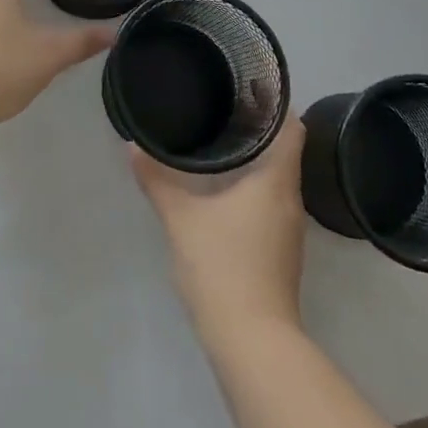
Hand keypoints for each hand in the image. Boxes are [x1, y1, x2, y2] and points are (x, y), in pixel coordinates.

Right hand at [131, 116, 307, 337]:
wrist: (252, 340)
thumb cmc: (222, 265)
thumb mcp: (180, 218)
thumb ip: (157, 180)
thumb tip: (133, 147)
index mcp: (276, 181)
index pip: (293, 129)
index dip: (278, 105)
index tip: (253, 86)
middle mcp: (290, 200)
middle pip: (285, 152)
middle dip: (260, 129)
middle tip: (226, 107)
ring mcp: (289, 230)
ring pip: (278, 180)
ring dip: (257, 161)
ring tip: (223, 142)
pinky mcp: (281, 252)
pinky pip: (271, 204)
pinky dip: (254, 188)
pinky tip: (225, 191)